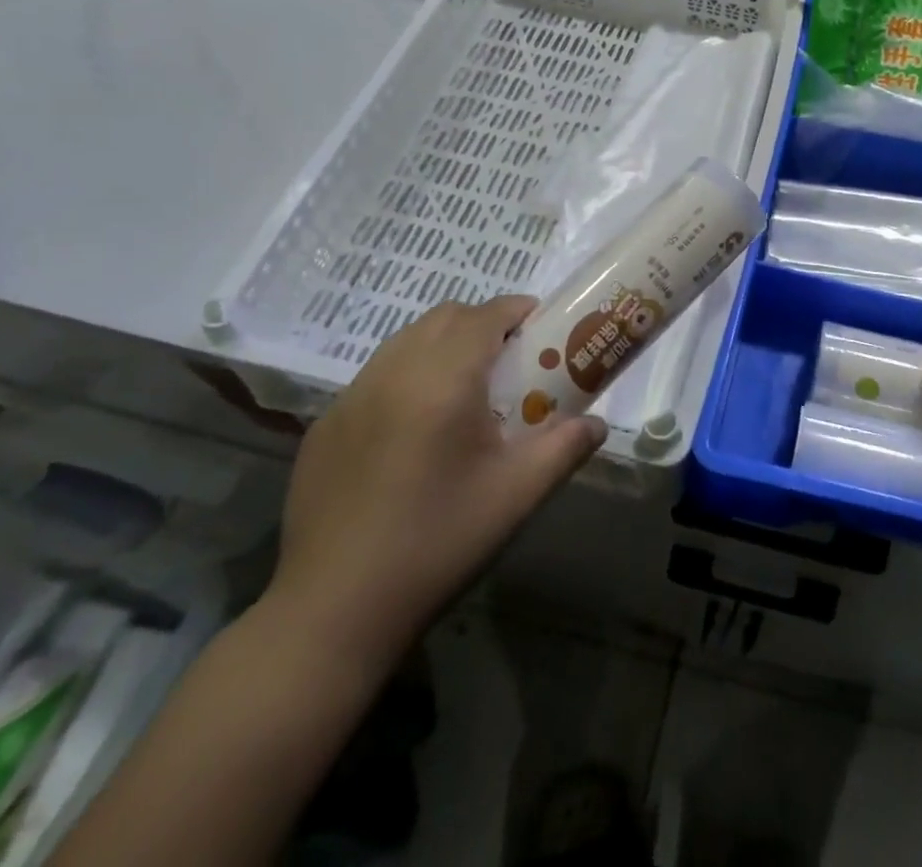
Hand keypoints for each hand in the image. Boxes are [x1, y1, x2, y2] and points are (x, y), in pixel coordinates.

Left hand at [264, 297, 604, 674]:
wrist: (334, 611)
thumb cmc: (437, 543)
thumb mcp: (517, 496)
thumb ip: (565, 448)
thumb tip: (596, 425)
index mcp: (443, 381)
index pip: (485, 316)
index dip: (517, 310)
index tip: (541, 327)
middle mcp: (393, 373)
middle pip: (444, 317)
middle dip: (482, 323)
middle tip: (509, 361)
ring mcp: (350, 398)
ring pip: (406, 340)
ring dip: (443, 345)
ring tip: (465, 390)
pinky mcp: (325, 426)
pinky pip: (376, 376)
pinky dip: (407, 375)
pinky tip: (415, 429)